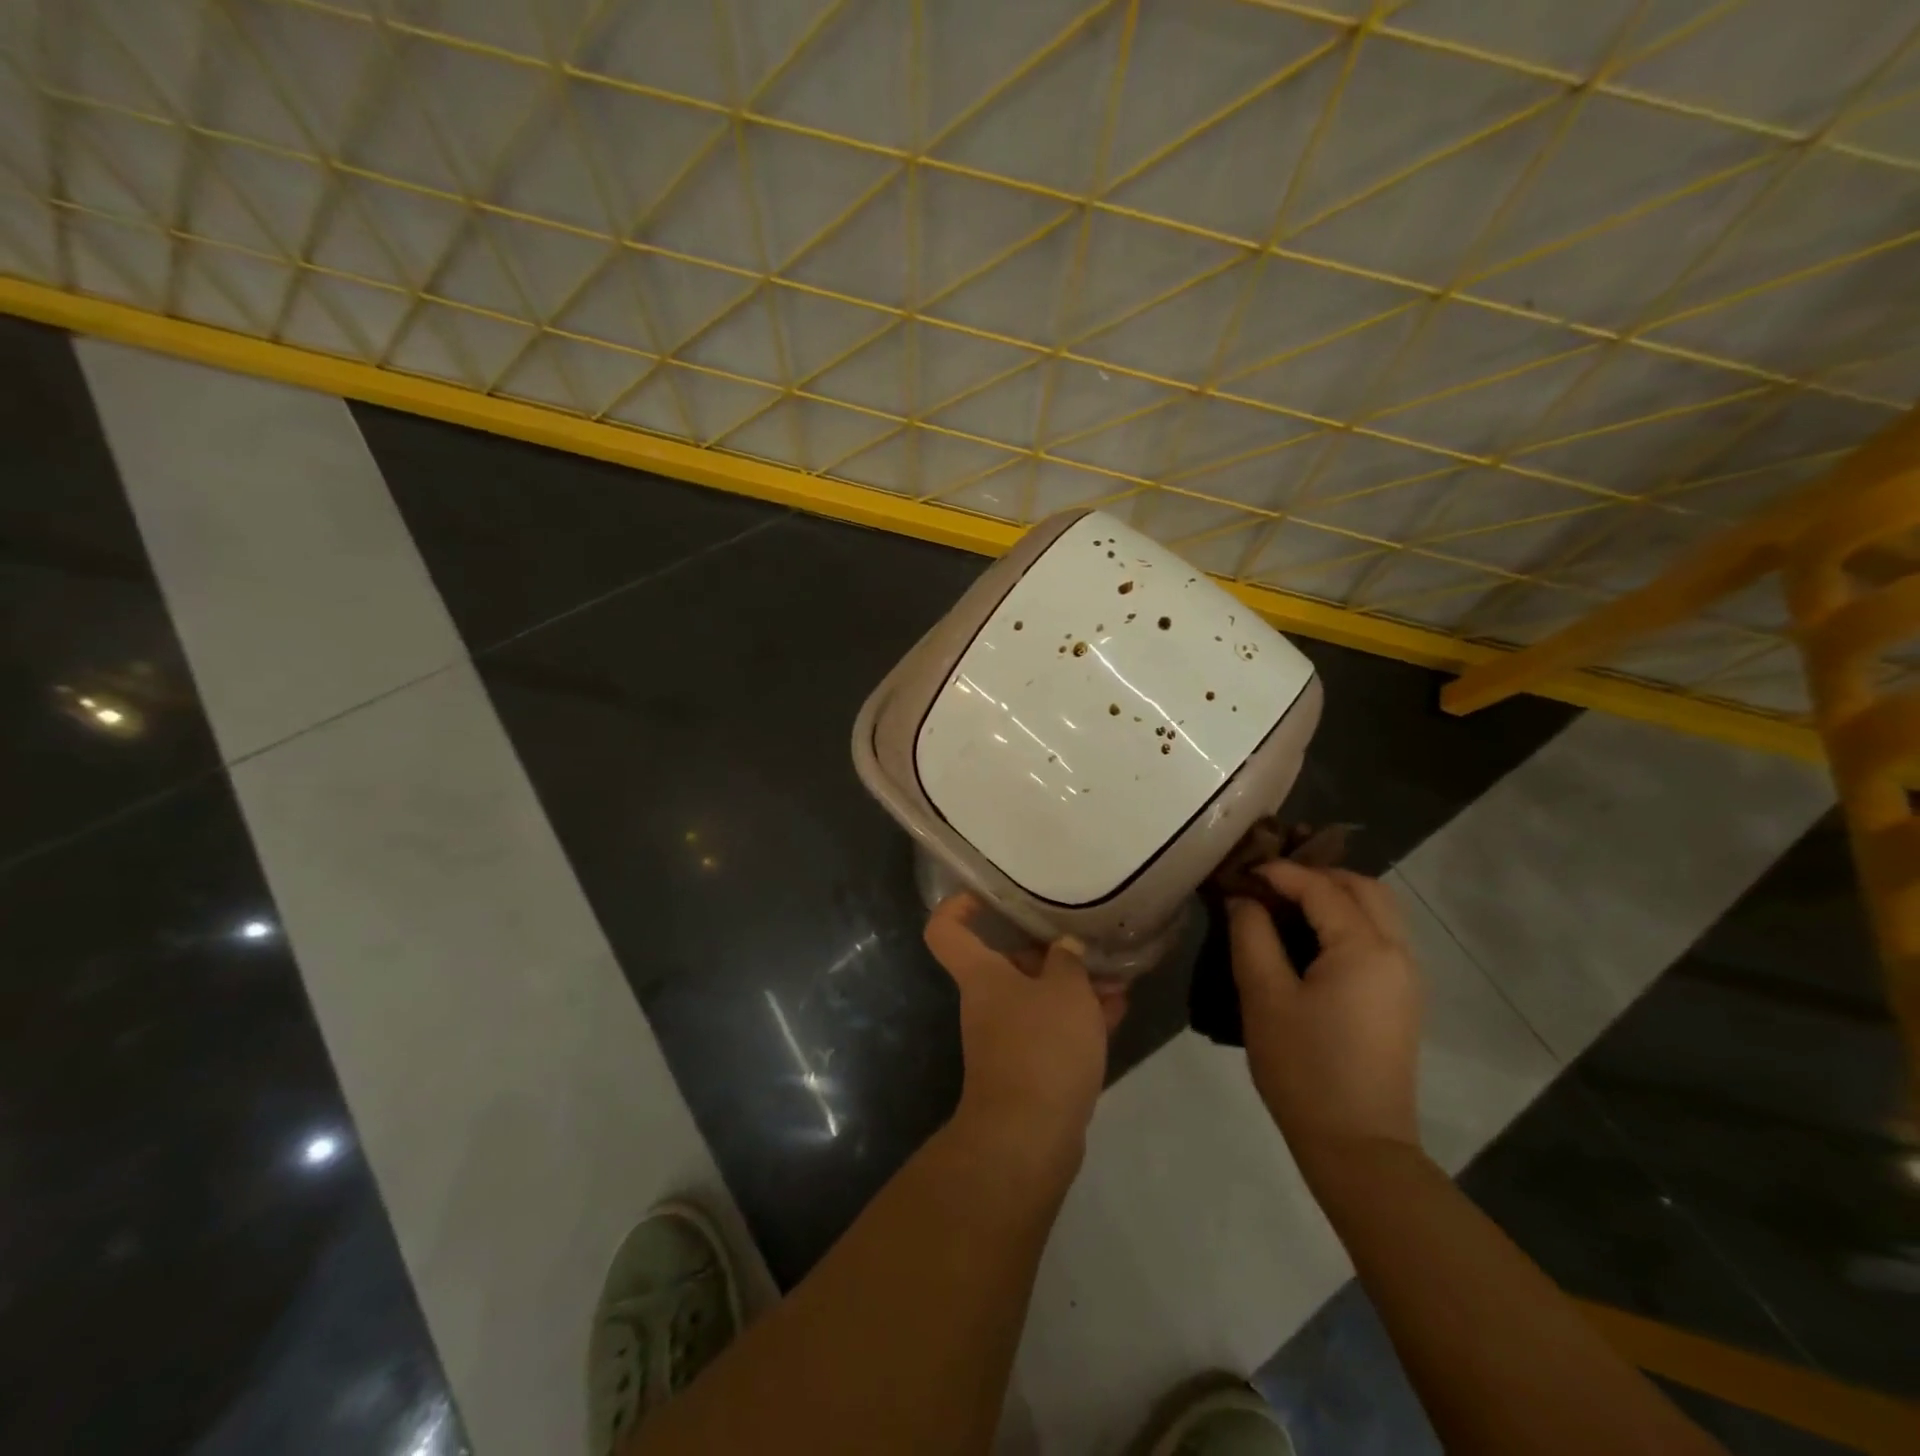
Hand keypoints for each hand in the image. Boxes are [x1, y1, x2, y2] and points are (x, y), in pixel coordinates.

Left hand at [924, 895, 1123, 1169]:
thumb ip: (1068, 961)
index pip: (946, 930)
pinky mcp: (1031, 1068)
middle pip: (1008, 962)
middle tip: (1088, 942)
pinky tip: (1118, 1008)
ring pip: (1039, 997)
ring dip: (1075, 986)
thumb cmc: (1041, 1046)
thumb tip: (1064, 947)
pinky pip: (1054, 1029)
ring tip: (1117, 975)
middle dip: (1050, 952)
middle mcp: (988, 1001)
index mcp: (981, 975)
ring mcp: (1008, 1037)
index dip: (957, 905)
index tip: (985, 894)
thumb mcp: (1065, 991)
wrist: (1030, 1137)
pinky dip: (1081, 1018)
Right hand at [1227, 862, 1421, 1167]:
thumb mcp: (1264, 996)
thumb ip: (1252, 935)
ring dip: (1335, 896)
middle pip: (1364, 887)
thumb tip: (1244, 899)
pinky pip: (1380, 936)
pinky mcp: (1402, 998)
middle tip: (1268, 883)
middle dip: (1316, 875)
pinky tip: (1311, 938)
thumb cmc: (1304, 1068)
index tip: (1240, 871)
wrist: (1358, 1145)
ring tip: (1286, 905)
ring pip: (1378, 910)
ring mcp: (1407, 977)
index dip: (1279, 872)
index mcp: (1365, 948)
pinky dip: (1348, 920)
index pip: (1322, 887)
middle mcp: (1397, 952)